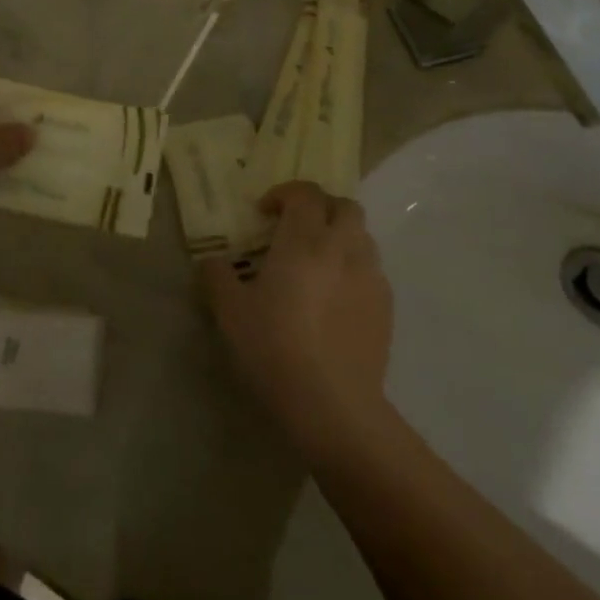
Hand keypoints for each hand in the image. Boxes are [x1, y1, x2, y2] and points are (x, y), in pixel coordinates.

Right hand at [202, 183, 393, 455]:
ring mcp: (371, 278)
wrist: (333, 406)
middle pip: (344, 206)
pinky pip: (372, 272)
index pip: (305, 193)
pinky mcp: (386, 309)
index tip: (264, 213)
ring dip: (340, 238)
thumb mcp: (230, 311)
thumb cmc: (275, 347)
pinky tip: (334, 300)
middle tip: (295, 229)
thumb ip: (218, 276)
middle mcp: (343, 248)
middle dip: (320, 208)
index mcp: (305, 239)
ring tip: (316, 264)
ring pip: (362, 237)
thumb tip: (212, 262)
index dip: (284, 194)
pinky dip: (353, 270)